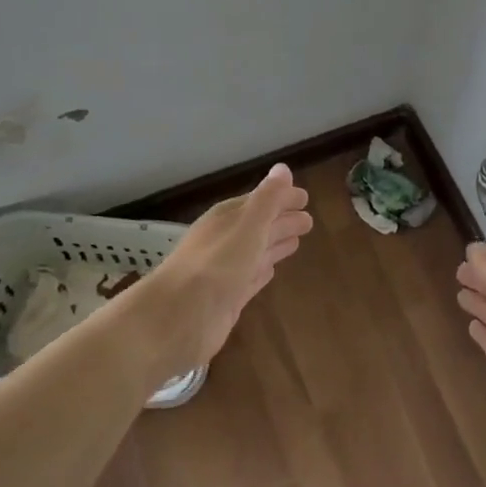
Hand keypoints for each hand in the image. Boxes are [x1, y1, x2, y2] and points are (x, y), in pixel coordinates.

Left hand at [147, 164, 312, 377]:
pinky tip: (272, 272)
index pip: (259, 201)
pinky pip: (250, 279)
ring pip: (256, 252)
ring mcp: (225, 271)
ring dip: (275, 244)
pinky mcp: (227, 299)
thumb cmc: (215, 265)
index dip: (281, 198)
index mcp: (227, 218)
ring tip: (297, 241)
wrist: (177, 318)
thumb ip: (267, 199)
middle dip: (282, 221)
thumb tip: (283, 168)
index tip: (305, 197)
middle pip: (259, 226)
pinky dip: (262, 272)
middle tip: (308, 220)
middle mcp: (225, 241)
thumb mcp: (247, 226)